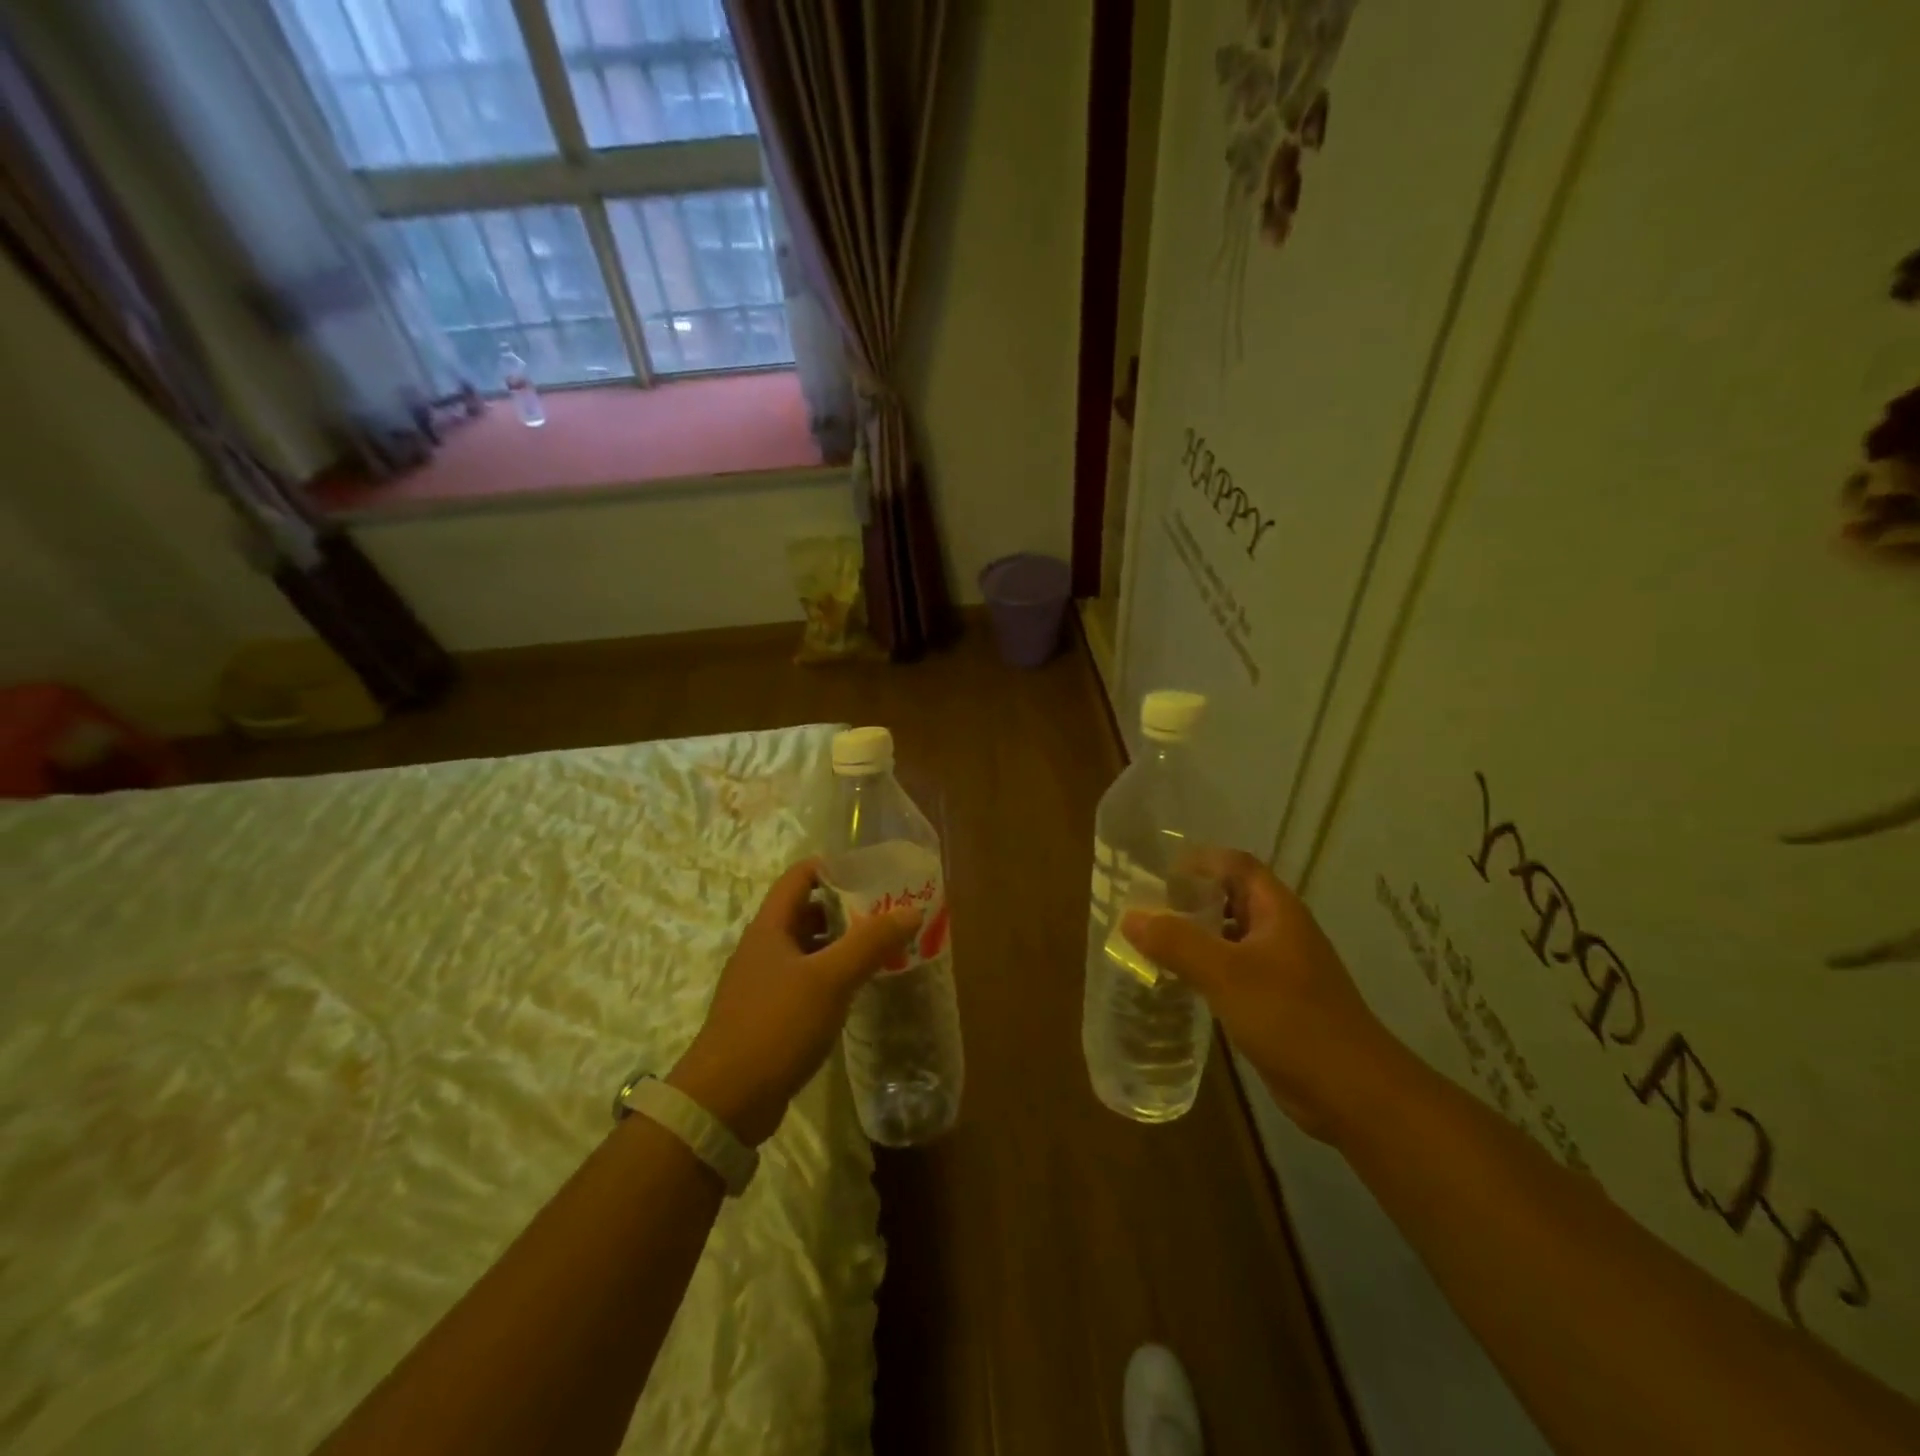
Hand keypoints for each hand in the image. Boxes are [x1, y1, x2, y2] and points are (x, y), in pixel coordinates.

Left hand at [668, 859, 921, 1146]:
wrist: (726, 1101)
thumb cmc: (776, 1025)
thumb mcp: (830, 979)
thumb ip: (870, 943)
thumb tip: (911, 911)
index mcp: (770, 928)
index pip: (799, 877)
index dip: (833, 867)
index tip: (871, 872)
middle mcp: (763, 948)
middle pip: (805, 912)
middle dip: (845, 907)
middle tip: (886, 912)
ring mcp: (763, 983)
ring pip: (807, 949)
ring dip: (840, 944)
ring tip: (880, 947)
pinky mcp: (768, 1015)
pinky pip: (805, 981)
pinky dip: (831, 976)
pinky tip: (856, 989)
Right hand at [1122, 850, 1400, 1143]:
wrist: (1353, 1093)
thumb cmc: (1292, 1019)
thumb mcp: (1226, 975)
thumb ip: (1177, 942)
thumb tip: (1129, 916)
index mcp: (1278, 911)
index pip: (1236, 865)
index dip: (1199, 861)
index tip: (1157, 872)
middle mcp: (1281, 932)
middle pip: (1232, 898)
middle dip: (1191, 897)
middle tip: (1145, 906)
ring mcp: (1281, 969)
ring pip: (1231, 937)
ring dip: (1196, 934)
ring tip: (1152, 941)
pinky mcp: (1276, 1003)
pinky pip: (1233, 972)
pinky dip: (1206, 968)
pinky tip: (1179, 982)